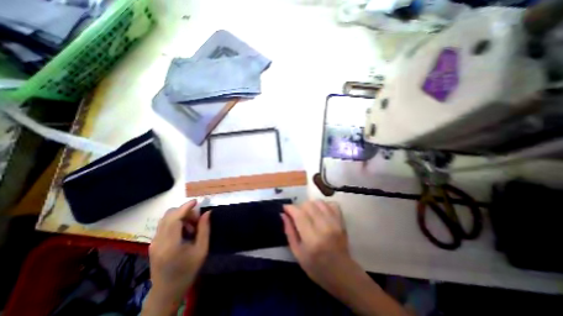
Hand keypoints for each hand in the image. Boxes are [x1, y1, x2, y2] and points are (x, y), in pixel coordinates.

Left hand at [144, 200, 211, 313]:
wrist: (166, 291)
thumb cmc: (188, 270)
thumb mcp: (201, 250)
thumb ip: (204, 229)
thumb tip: (207, 212)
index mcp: (170, 244)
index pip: (175, 218)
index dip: (185, 207)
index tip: (197, 201)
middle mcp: (158, 241)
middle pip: (169, 215)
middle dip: (185, 212)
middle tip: (197, 220)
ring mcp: (154, 242)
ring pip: (166, 218)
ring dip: (180, 216)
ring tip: (192, 227)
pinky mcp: (153, 243)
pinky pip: (165, 225)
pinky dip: (176, 222)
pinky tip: (184, 232)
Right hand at [282, 203, 354, 291]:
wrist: (342, 273)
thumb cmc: (316, 267)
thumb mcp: (297, 253)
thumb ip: (289, 231)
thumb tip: (283, 214)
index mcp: (312, 239)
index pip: (299, 214)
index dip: (290, 208)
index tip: (285, 208)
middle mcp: (324, 227)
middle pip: (308, 205)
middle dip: (299, 207)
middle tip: (297, 215)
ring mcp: (335, 223)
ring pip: (319, 202)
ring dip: (310, 205)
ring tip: (308, 213)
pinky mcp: (342, 221)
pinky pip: (332, 204)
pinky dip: (324, 205)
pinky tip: (320, 212)